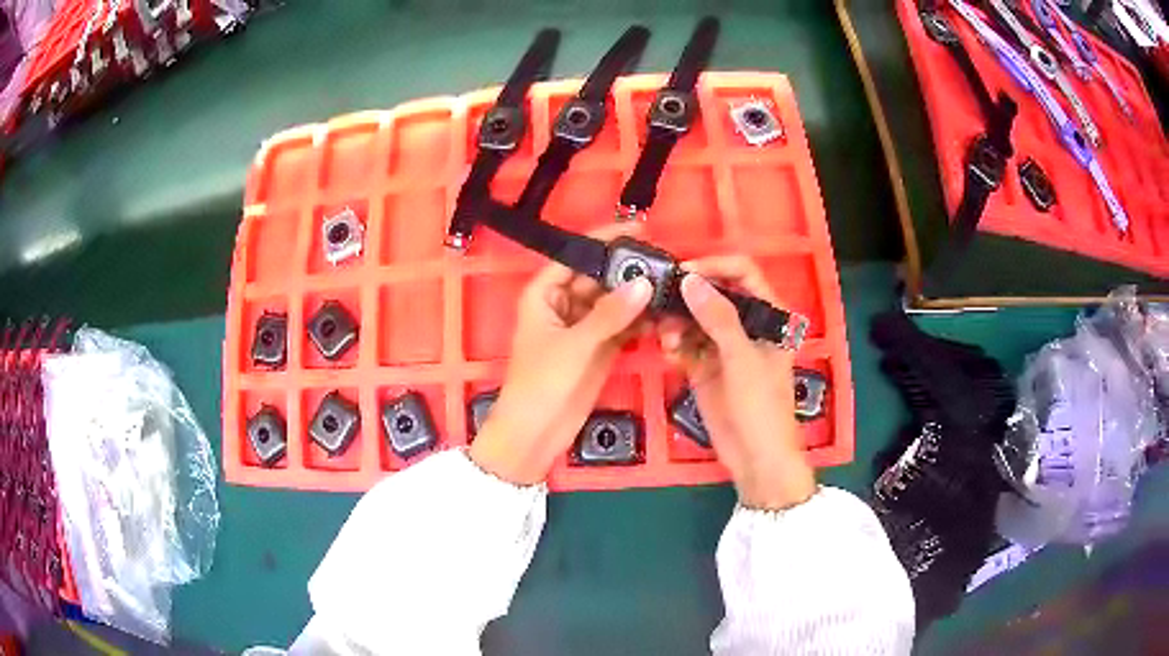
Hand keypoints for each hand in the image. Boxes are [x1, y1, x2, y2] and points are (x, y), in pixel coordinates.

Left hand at [469, 238, 652, 485]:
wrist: (536, 433)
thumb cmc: (542, 383)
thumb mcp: (575, 345)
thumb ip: (610, 314)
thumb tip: (644, 283)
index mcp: (544, 294)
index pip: (577, 256)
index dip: (605, 241)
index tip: (640, 229)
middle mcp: (564, 305)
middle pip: (599, 278)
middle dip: (629, 270)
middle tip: (666, 262)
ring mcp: (583, 327)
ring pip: (613, 302)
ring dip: (637, 296)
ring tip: (671, 284)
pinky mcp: (599, 348)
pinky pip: (622, 326)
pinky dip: (640, 321)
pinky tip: (664, 312)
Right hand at [658, 256, 815, 509]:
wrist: (755, 458)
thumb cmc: (761, 406)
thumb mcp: (742, 359)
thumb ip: (718, 318)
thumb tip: (690, 279)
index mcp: (768, 315)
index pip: (742, 273)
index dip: (715, 266)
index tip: (684, 272)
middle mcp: (745, 324)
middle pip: (713, 293)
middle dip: (687, 296)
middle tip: (660, 300)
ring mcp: (724, 346)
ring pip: (694, 318)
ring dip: (677, 322)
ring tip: (665, 337)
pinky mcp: (705, 367)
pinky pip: (685, 345)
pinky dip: (674, 345)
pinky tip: (668, 352)